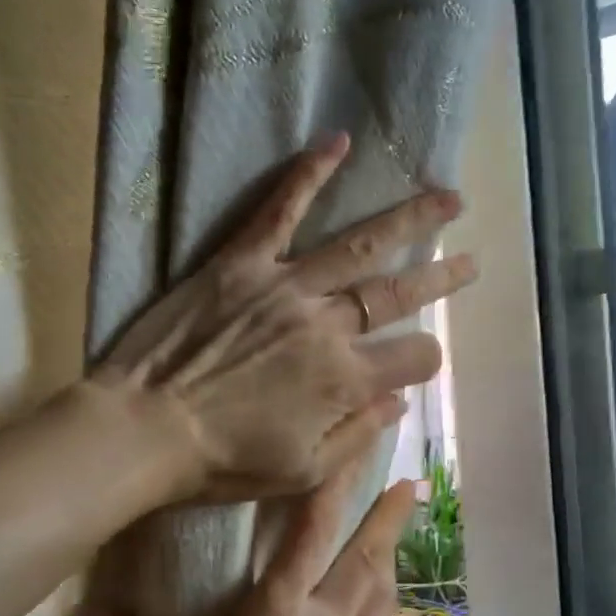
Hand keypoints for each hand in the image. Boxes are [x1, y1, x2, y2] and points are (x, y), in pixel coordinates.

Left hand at [91, 133, 474, 503]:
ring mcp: (285, 287)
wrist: (143, 431)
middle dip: (442, 278)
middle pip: (398, 294)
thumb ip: (358, 435)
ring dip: (409, 220)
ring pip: (359, 245)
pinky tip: (339, 141)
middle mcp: (326, 326)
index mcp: (344, 381)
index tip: (420, 360)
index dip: (425, 360)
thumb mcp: (302, 473)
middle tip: (472, 259)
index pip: (413, 358)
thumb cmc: (222, 462)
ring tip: (447, 198)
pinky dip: (309, 174)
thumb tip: (398, 401)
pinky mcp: (240, 263)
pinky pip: (279, 210)